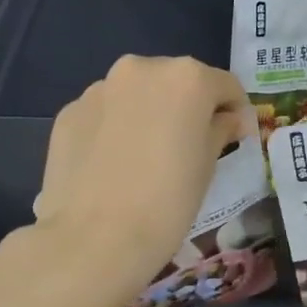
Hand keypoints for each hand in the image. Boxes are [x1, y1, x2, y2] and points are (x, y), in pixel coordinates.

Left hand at [34, 56, 249, 305]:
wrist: (96, 238)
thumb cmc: (168, 201)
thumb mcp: (207, 166)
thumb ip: (220, 130)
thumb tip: (227, 119)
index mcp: (186, 78)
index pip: (225, 85)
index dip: (235, 111)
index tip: (236, 138)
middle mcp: (141, 69)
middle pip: (176, 82)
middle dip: (187, 108)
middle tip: (189, 147)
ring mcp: (99, 89)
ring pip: (136, 95)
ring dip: (148, 115)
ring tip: (146, 158)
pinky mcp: (69, 112)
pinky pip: (104, 114)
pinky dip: (115, 129)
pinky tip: (114, 166)